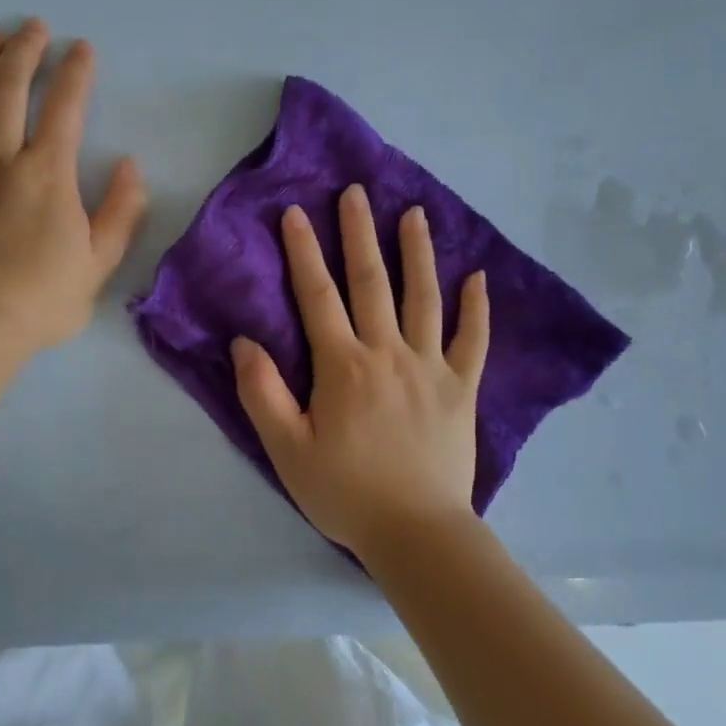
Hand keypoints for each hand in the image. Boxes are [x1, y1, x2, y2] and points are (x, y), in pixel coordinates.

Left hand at [0, 19, 146, 351]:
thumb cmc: (40, 300)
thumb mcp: (100, 263)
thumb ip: (122, 211)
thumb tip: (132, 164)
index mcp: (47, 174)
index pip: (65, 106)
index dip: (76, 72)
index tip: (82, 49)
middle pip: (9, 85)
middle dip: (25, 48)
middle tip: (35, 27)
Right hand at [231, 184, 489, 565]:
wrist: (416, 533)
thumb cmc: (345, 492)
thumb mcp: (287, 449)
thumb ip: (264, 393)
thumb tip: (246, 341)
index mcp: (343, 365)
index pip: (318, 295)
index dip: (304, 251)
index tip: (297, 212)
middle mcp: (387, 353)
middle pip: (371, 282)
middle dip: (360, 233)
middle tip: (357, 192)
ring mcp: (430, 367)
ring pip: (424, 298)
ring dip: (418, 253)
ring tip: (414, 214)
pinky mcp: (461, 388)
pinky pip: (472, 341)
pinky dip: (477, 309)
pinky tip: (479, 278)